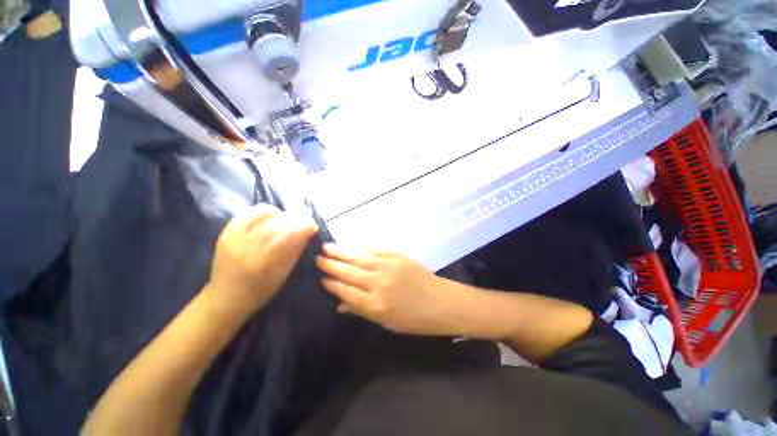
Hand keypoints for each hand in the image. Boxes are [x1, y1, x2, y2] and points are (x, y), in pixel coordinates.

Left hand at [207, 204, 317, 316]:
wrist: (225, 297)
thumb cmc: (260, 290)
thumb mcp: (283, 274)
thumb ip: (295, 250)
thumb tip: (308, 231)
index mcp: (261, 263)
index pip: (285, 236)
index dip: (302, 226)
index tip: (313, 225)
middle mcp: (245, 247)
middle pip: (274, 224)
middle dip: (294, 218)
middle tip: (306, 219)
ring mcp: (232, 238)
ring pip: (261, 216)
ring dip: (281, 214)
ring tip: (290, 218)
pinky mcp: (225, 232)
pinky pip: (247, 213)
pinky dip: (263, 211)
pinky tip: (273, 215)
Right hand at [316, 244, 468, 335]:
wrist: (442, 302)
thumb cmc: (415, 319)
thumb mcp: (387, 322)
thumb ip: (362, 310)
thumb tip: (339, 304)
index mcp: (375, 304)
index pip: (346, 291)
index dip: (332, 283)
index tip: (321, 277)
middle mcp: (378, 283)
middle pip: (349, 272)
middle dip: (331, 264)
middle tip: (317, 257)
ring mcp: (389, 266)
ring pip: (360, 257)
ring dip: (342, 252)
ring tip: (328, 247)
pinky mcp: (398, 256)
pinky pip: (376, 250)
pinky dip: (362, 247)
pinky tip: (353, 246)